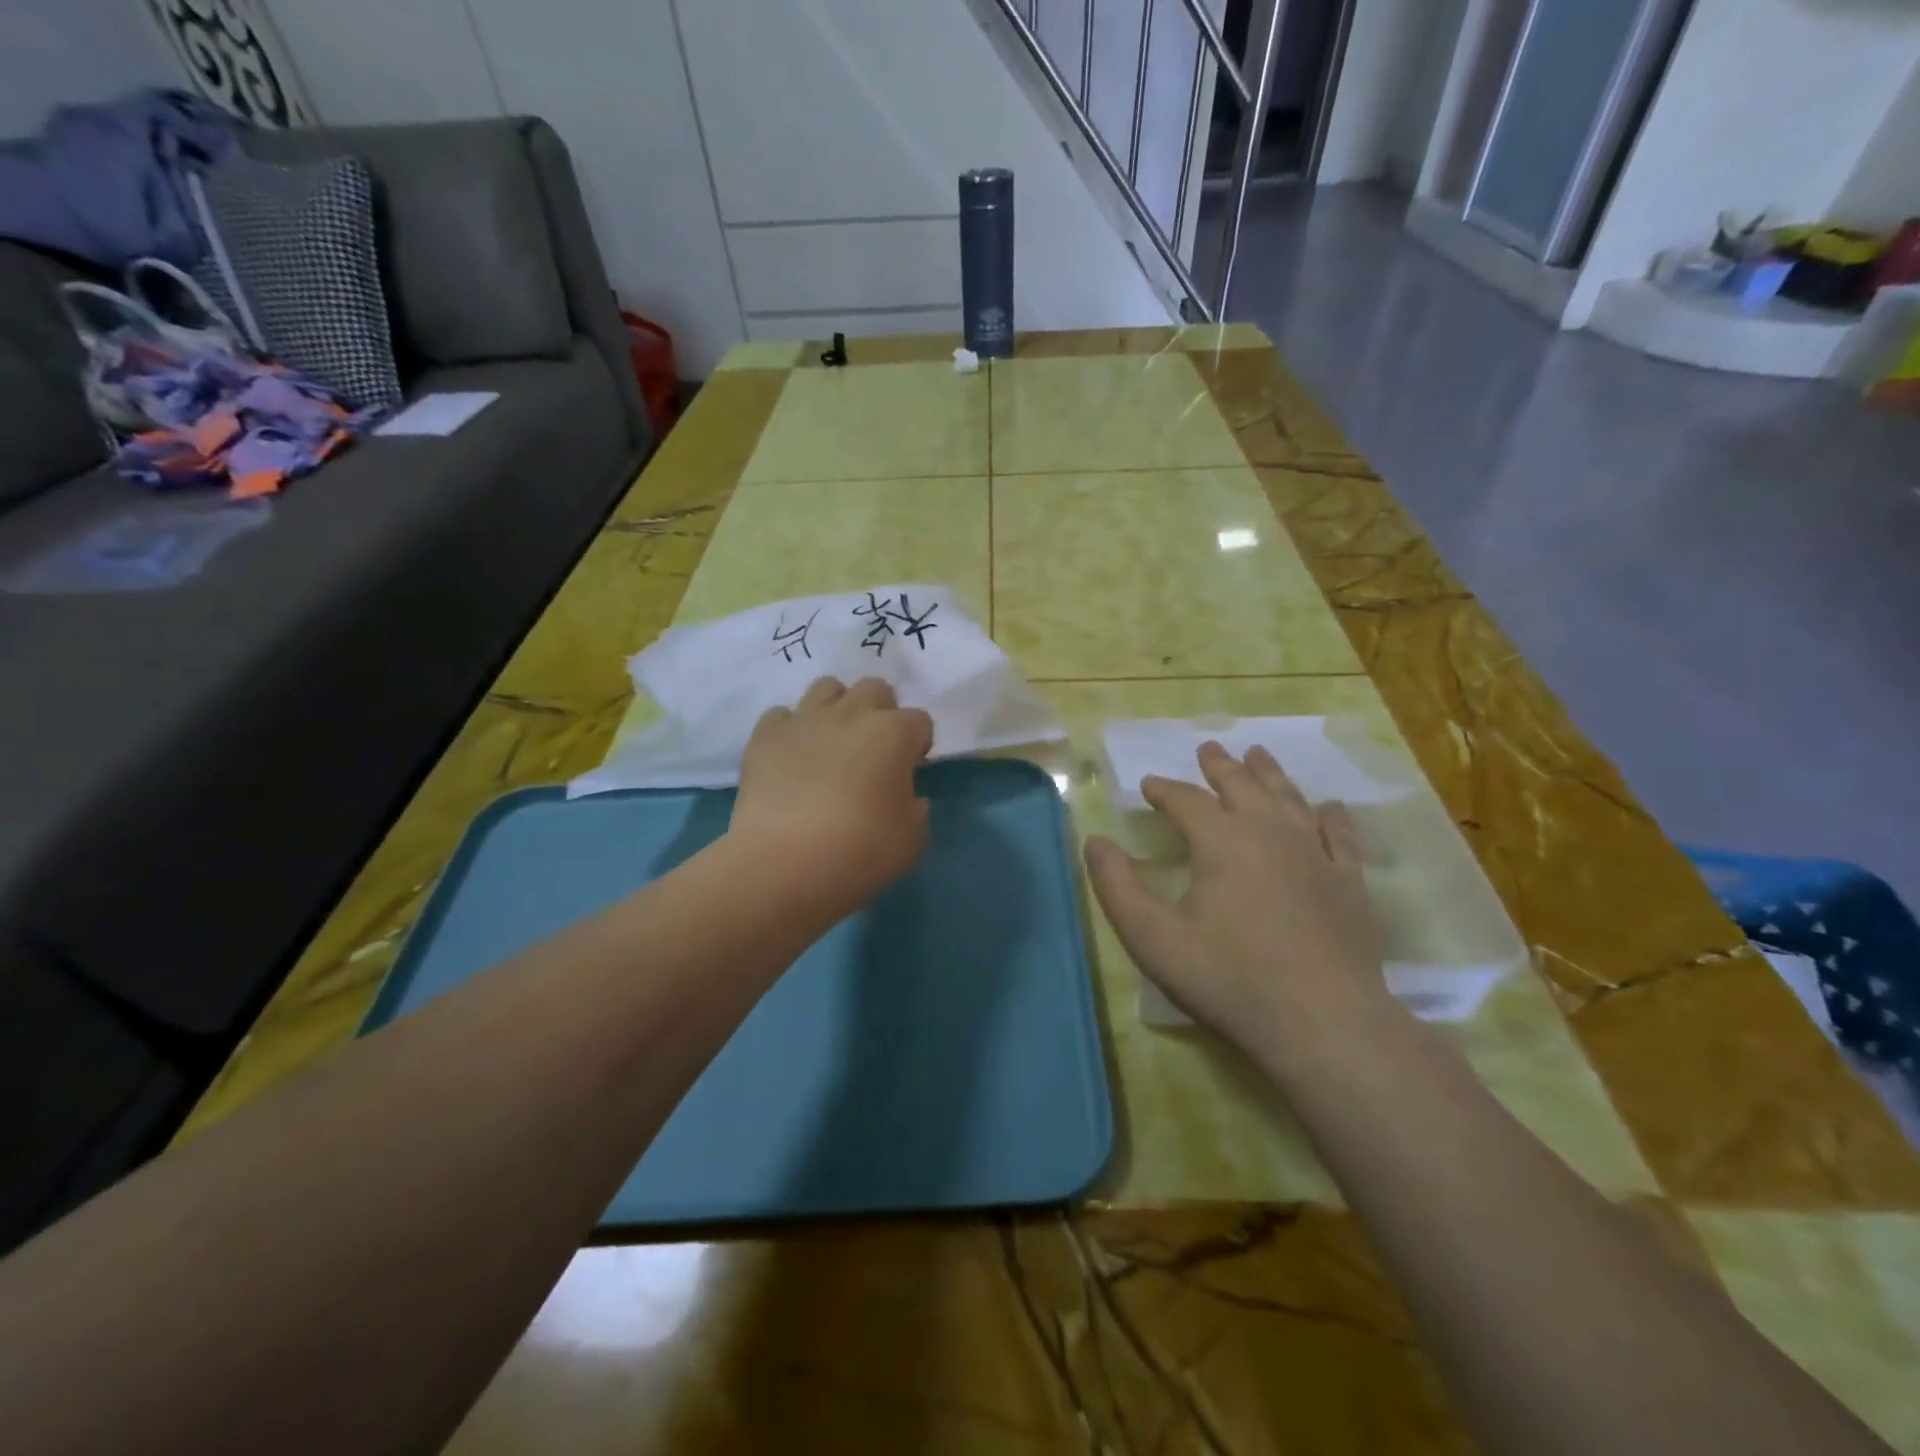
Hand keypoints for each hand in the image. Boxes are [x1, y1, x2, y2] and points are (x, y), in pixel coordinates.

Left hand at [731, 677, 934, 915]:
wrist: (784, 862)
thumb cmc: (860, 851)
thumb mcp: (911, 840)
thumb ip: (916, 810)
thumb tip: (908, 798)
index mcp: (894, 734)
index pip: (920, 721)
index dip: (919, 743)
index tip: (911, 769)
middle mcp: (851, 714)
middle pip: (875, 688)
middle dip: (881, 711)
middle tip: (875, 748)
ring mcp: (804, 720)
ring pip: (827, 687)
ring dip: (837, 707)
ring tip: (833, 741)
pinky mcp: (765, 735)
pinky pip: (781, 715)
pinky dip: (791, 730)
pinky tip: (792, 756)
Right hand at [1084, 742, 1396, 1071]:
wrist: (1324, 1024)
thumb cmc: (1229, 980)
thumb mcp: (1153, 939)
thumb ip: (1117, 887)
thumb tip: (1095, 841)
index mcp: (1222, 841)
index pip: (1186, 801)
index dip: (1165, 790)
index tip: (1149, 785)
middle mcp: (1270, 833)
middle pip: (1242, 786)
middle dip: (1220, 766)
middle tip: (1207, 749)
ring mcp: (1316, 855)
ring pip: (1289, 799)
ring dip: (1269, 774)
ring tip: (1258, 754)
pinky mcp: (1349, 883)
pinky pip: (1339, 836)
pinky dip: (1330, 816)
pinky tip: (1328, 807)